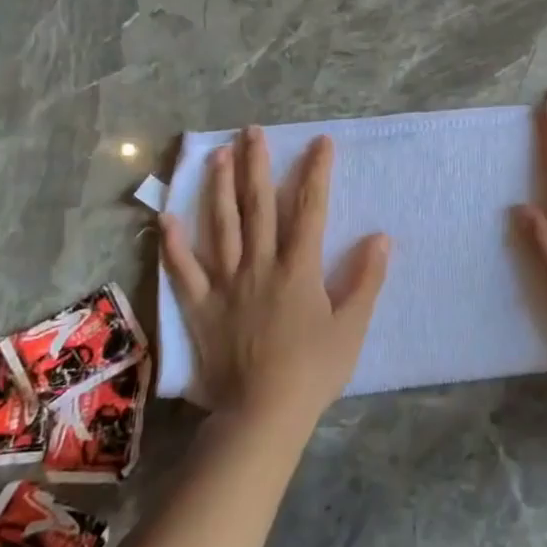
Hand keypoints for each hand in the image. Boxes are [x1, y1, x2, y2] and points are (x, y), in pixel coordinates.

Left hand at [160, 128, 390, 426]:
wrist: (262, 415)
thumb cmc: (313, 371)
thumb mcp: (351, 327)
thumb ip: (365, 280)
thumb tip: (380, 237)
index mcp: (298, 268)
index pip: (310, 208)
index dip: (316, 172)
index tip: (320, 142)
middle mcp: (260, 265)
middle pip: (258, 206)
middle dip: (257, 165)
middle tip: (252, 132)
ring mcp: (226, 284)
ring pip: (220, 226)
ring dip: (218, 188)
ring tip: (216, 155)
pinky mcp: (201, 306)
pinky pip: (183, 270)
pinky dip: (174, 244)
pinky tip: (166, 217)